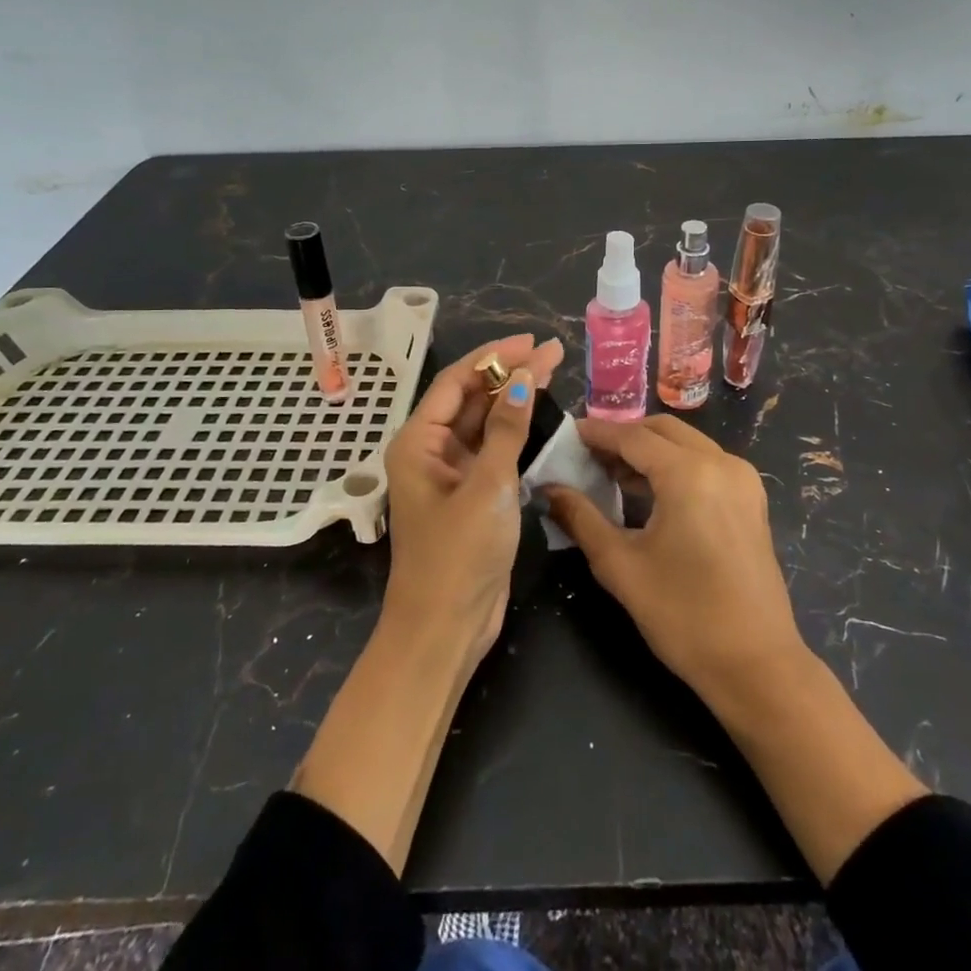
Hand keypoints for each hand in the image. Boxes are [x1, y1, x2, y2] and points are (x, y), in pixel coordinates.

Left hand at [380, 334, 563, 662]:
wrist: (445, 630)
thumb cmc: (458, 556)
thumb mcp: (486, 487)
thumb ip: (505, 430)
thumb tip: (523, 378)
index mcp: (418, 442)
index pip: (456, 381)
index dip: (493, 356)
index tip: (531, 341)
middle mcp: (431, 450)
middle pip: (471, 397)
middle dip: (509, 372)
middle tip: (552, 352)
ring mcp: (452, 473)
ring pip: (484, 421)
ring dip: (514, 397)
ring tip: (552, 370)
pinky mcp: (472, 494)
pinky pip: (493, 448)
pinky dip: (515, 430)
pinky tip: (540, 414)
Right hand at [551, 417, 926, 882]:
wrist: (757, 665)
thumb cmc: (684, 616)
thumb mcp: (621, 566)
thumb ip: (581, 518)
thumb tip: (550, 488)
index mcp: (689, 473)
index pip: (632, 436)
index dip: (596, 433)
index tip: (566, 434)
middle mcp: (720, 462)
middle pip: (662, 430)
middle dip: (623, 436)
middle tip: (587, 456)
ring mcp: (742, 479)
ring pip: (686, 442)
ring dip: (649, 450)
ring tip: (610, 474)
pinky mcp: (751, 499)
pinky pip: (706, 462)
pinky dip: (675, 464)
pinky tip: (649, 491)